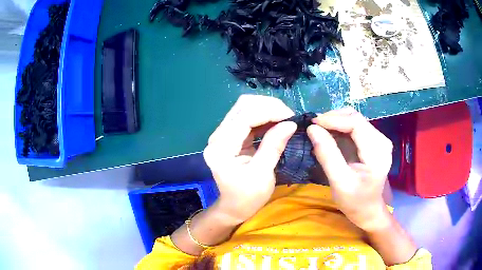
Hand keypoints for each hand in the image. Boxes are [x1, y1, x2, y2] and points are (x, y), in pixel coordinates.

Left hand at [203, 95, 296, 224]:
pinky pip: (247, 117)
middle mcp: (217, 136)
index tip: (291, 116)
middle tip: (289, 116)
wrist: (234, 207)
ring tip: (285, 117)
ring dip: (267, 108)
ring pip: (245, 108)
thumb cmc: (248, 197)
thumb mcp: (263, 174)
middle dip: (269, 106)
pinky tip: (276, 122)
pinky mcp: (230, 135)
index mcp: (221, 148)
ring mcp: (222, 134)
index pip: (245, 117)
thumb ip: (274, 146)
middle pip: (243, 106)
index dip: (269, 112)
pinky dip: (263, 116)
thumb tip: (290, 123)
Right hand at [307, 108, 392, 230]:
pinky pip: (355, 127)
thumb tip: (312, 129)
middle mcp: (382, 140)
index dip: (333, 119)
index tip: (312, 124)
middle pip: (355, 118)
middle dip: (333, 118)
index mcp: (377, 152)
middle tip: (313, 127)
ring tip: (319, 130)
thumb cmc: (355, 201)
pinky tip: (329, 135)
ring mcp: (379, 140)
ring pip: (354, 120)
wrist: (368, 210)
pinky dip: (340, 128)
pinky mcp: (373, 141)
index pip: (356, 123)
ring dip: (335, 122)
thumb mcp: (339, 182)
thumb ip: (327, 155)